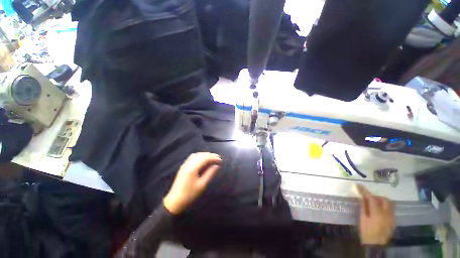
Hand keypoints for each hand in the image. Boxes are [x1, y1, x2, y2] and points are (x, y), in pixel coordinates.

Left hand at [163, 153, 221, 214]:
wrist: (175, 201)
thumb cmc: (189, 194)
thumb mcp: (202, 185)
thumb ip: (210, 173)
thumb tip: (217, 166)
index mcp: (193, 168)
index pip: (205, 158)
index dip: (214, 157)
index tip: (220, 160)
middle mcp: (188, 163)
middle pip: (201, 155)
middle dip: (210, 155)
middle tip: (218, 158)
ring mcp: (185, 164)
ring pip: (197, 155)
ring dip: (205, 155)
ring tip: (212, 158)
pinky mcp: (183, 166)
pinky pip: (193, 157)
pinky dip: (200, 156)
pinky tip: (203, 160)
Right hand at [356, 184, 394, 245]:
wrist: (376, 245)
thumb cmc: (366, 232)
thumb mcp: (362, 219)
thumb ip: (364, 207)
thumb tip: (362, 197)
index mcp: (377, 213)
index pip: (371, 198)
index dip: (365, 191)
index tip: (359, 185)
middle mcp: (387, 213)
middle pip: (384, 199)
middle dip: (376, 196)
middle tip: (368, 197)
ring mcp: (391, 217)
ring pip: (389, 203)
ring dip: (381, 200)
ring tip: (374, 202)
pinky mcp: (393, 220)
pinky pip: (390, 209)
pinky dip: (384, 206)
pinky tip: (379, 209)